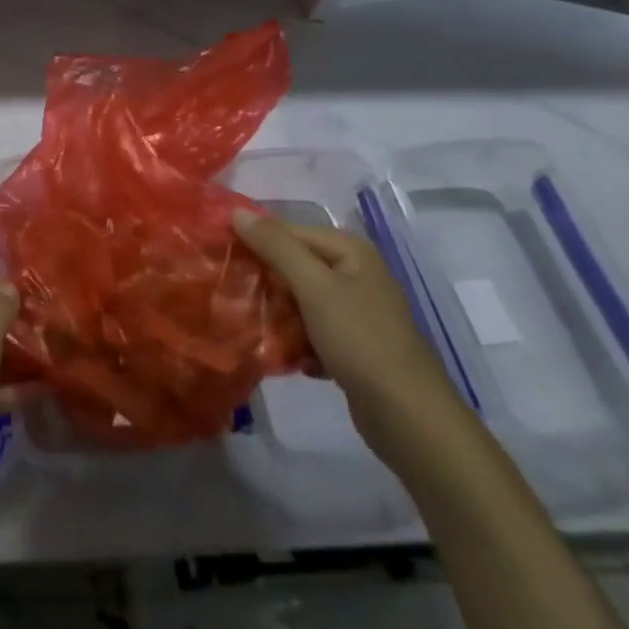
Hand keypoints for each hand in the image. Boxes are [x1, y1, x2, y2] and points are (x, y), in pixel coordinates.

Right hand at [233, 210, 469, 464]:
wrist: (409, 417)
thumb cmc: (360, 339)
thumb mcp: (313, 286)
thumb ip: (275, 246)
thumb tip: (236, 211)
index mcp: (350, 251)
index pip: (289, 231)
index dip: (254, 240)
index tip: (220, 256)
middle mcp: (354, 273)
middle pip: (294, 265)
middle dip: (264, 280)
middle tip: (230, 293)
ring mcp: (356, 311)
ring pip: (299, 299)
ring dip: (276, 313)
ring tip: (248, 325)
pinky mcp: (353, 345)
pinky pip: (311, 329)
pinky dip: (295, 339)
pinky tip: (280, 354)